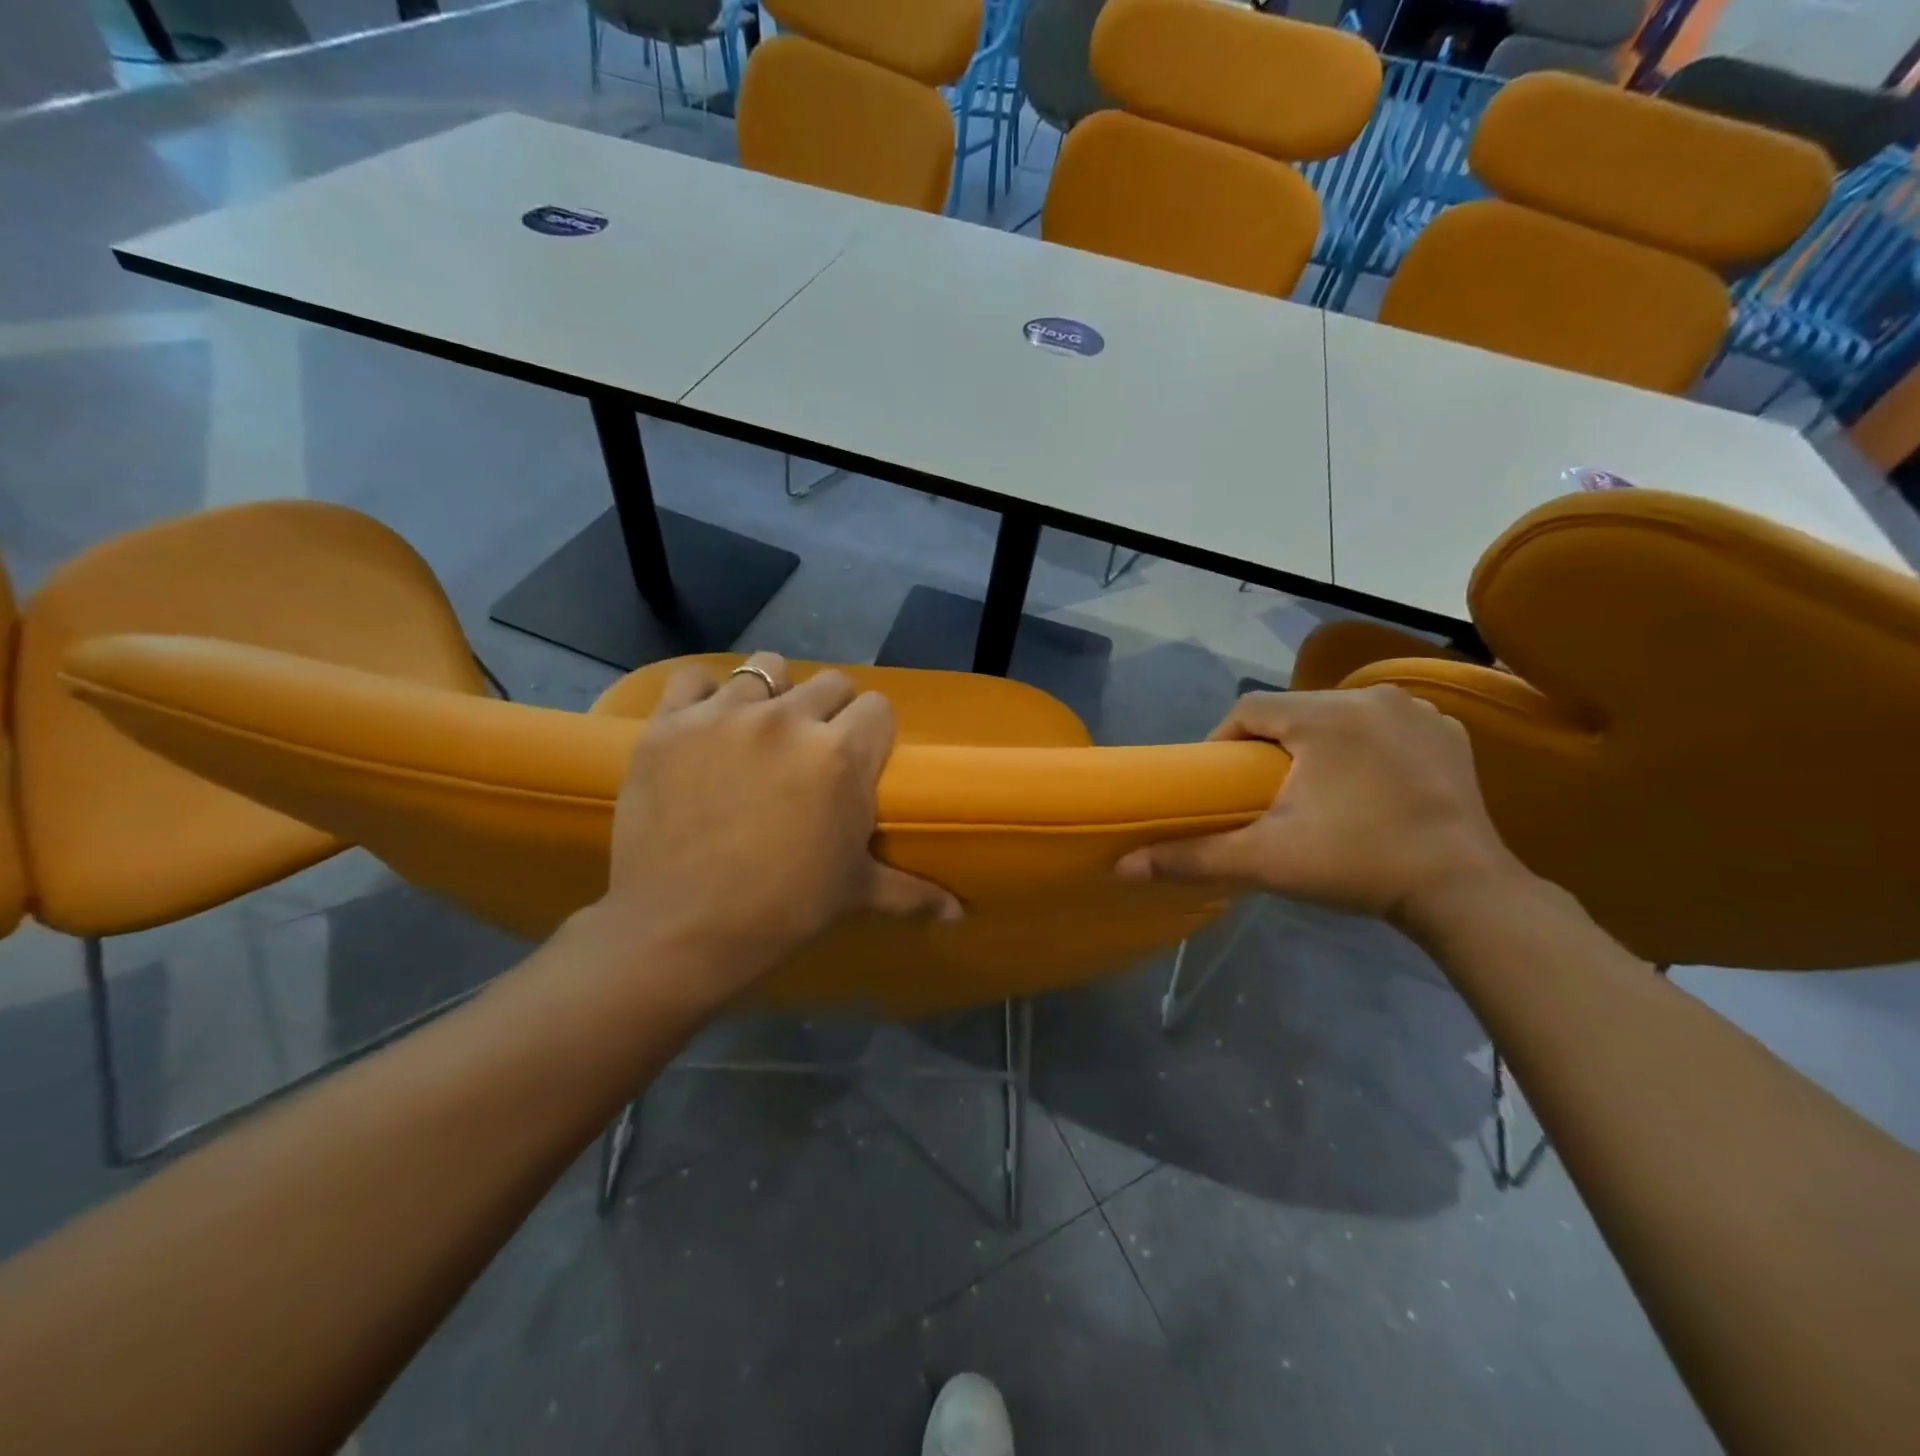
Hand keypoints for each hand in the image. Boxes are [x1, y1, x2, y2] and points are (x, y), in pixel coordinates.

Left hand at [582, 652, 960, 1010]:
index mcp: (841, 754)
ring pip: (766, 668)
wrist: (680, 930)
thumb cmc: (782, 909)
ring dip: (772, 693)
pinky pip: (694, 677)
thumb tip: (960, 914)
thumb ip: (912, 892)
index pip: (877, 707)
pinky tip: (705, 722)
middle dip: (830, 710)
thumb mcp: (854, 893)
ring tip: (759, 730)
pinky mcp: (670, 723)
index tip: (859, 756)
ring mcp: (724, 715)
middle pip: (830, 682)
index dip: (872, 731)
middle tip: (812, 749)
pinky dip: (704, 694)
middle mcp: (788, 719)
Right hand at [1117, 686, 1523, 926]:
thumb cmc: (1356, 864)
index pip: (1250, 709)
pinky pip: (1386, 725)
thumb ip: (1191, 857)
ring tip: (1310, 788)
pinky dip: (1365, 744)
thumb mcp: (1265, 860)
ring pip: (1340, 714)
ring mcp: (1418, 712)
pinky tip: (1364, 781)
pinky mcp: (1450, 733)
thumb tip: (1122, 866)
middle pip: (1295, 710)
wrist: (1464, 893)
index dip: (1223, 741)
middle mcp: (1372, 697)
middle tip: (1260, 791)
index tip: (1219, 780)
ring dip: (1317, 742)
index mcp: (1324, 715)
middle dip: (1270, 744)